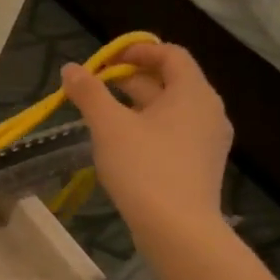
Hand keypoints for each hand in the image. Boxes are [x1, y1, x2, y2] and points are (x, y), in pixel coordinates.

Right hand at [60, 42, 231, 250]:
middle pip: (170, 81)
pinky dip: (148, 126)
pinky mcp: (199, 164)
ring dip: (136, 103)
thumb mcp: (108, 126)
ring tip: (102, 113)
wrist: (177, 229)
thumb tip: (71, 68)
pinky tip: (122, 142)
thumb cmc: (144, 167)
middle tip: (94, 86)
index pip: (171, 54)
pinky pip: (173, 132)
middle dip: (131, 78)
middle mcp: (208, 111)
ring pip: (170, 109)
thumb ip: (89, 93)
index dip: (138, 50)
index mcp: (193, 93)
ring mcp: (207, 140)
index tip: (105, 61)